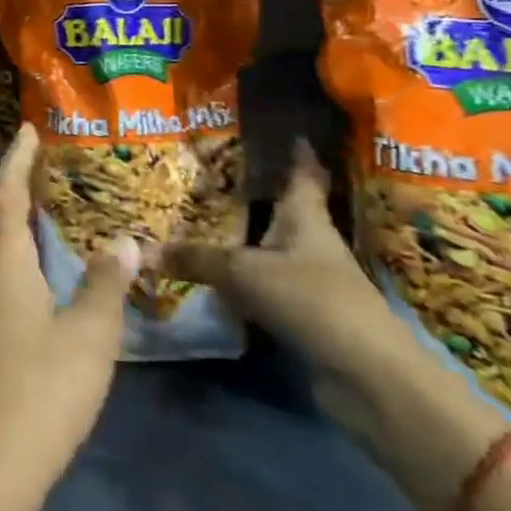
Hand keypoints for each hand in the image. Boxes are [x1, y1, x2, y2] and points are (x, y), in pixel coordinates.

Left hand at [0, 124, 139, 510]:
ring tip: (31, 211)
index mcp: (0, 259)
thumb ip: (105, 283)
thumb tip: (122, 239)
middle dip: (7, 185)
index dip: (16, 159)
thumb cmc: (41, 389)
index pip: (5, 192)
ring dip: (1, 218)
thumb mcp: (89, 335)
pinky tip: (21, 269)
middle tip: (35, 168)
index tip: (27, 129)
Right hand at [160, 140, 421, 439]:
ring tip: (205, 221)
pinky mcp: (305, 317)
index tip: (293, 133)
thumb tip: (144, 250)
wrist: (367, 377)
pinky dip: (242, 282)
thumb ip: (196, 259)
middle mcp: (311, 244)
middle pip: (284, 212)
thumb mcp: (244, 272)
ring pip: (272, 251)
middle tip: (217, 175)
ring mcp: (311, 283)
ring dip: (246, 240)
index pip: (303, 176)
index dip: (299, 155)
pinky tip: (213, 279)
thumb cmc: (312, 299)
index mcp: (305, 218)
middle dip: (257, 195)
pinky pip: (265, 288)